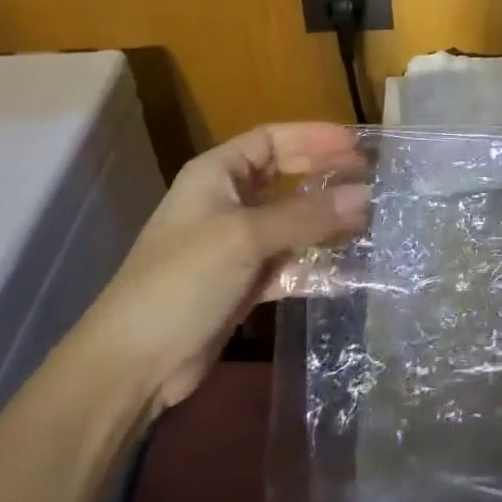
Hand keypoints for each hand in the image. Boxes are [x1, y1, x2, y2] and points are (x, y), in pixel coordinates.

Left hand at [77, 122, 368, 414]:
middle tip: (369, 175)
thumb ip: (308, 215)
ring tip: (369, 218)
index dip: (314, 137)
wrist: (132, 364)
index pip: (273, 138)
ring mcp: (235, 244)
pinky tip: (350, 267)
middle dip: (325, 174)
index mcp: (217, 173)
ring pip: (291, 221)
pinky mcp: (243, 282)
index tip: (356, 144)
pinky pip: (289, 261)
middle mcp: (227, 200)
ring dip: (326, 220)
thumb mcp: (247, 236)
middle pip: (285, 176)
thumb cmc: (184, 278)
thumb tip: (366, 195)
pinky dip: (315, 262)